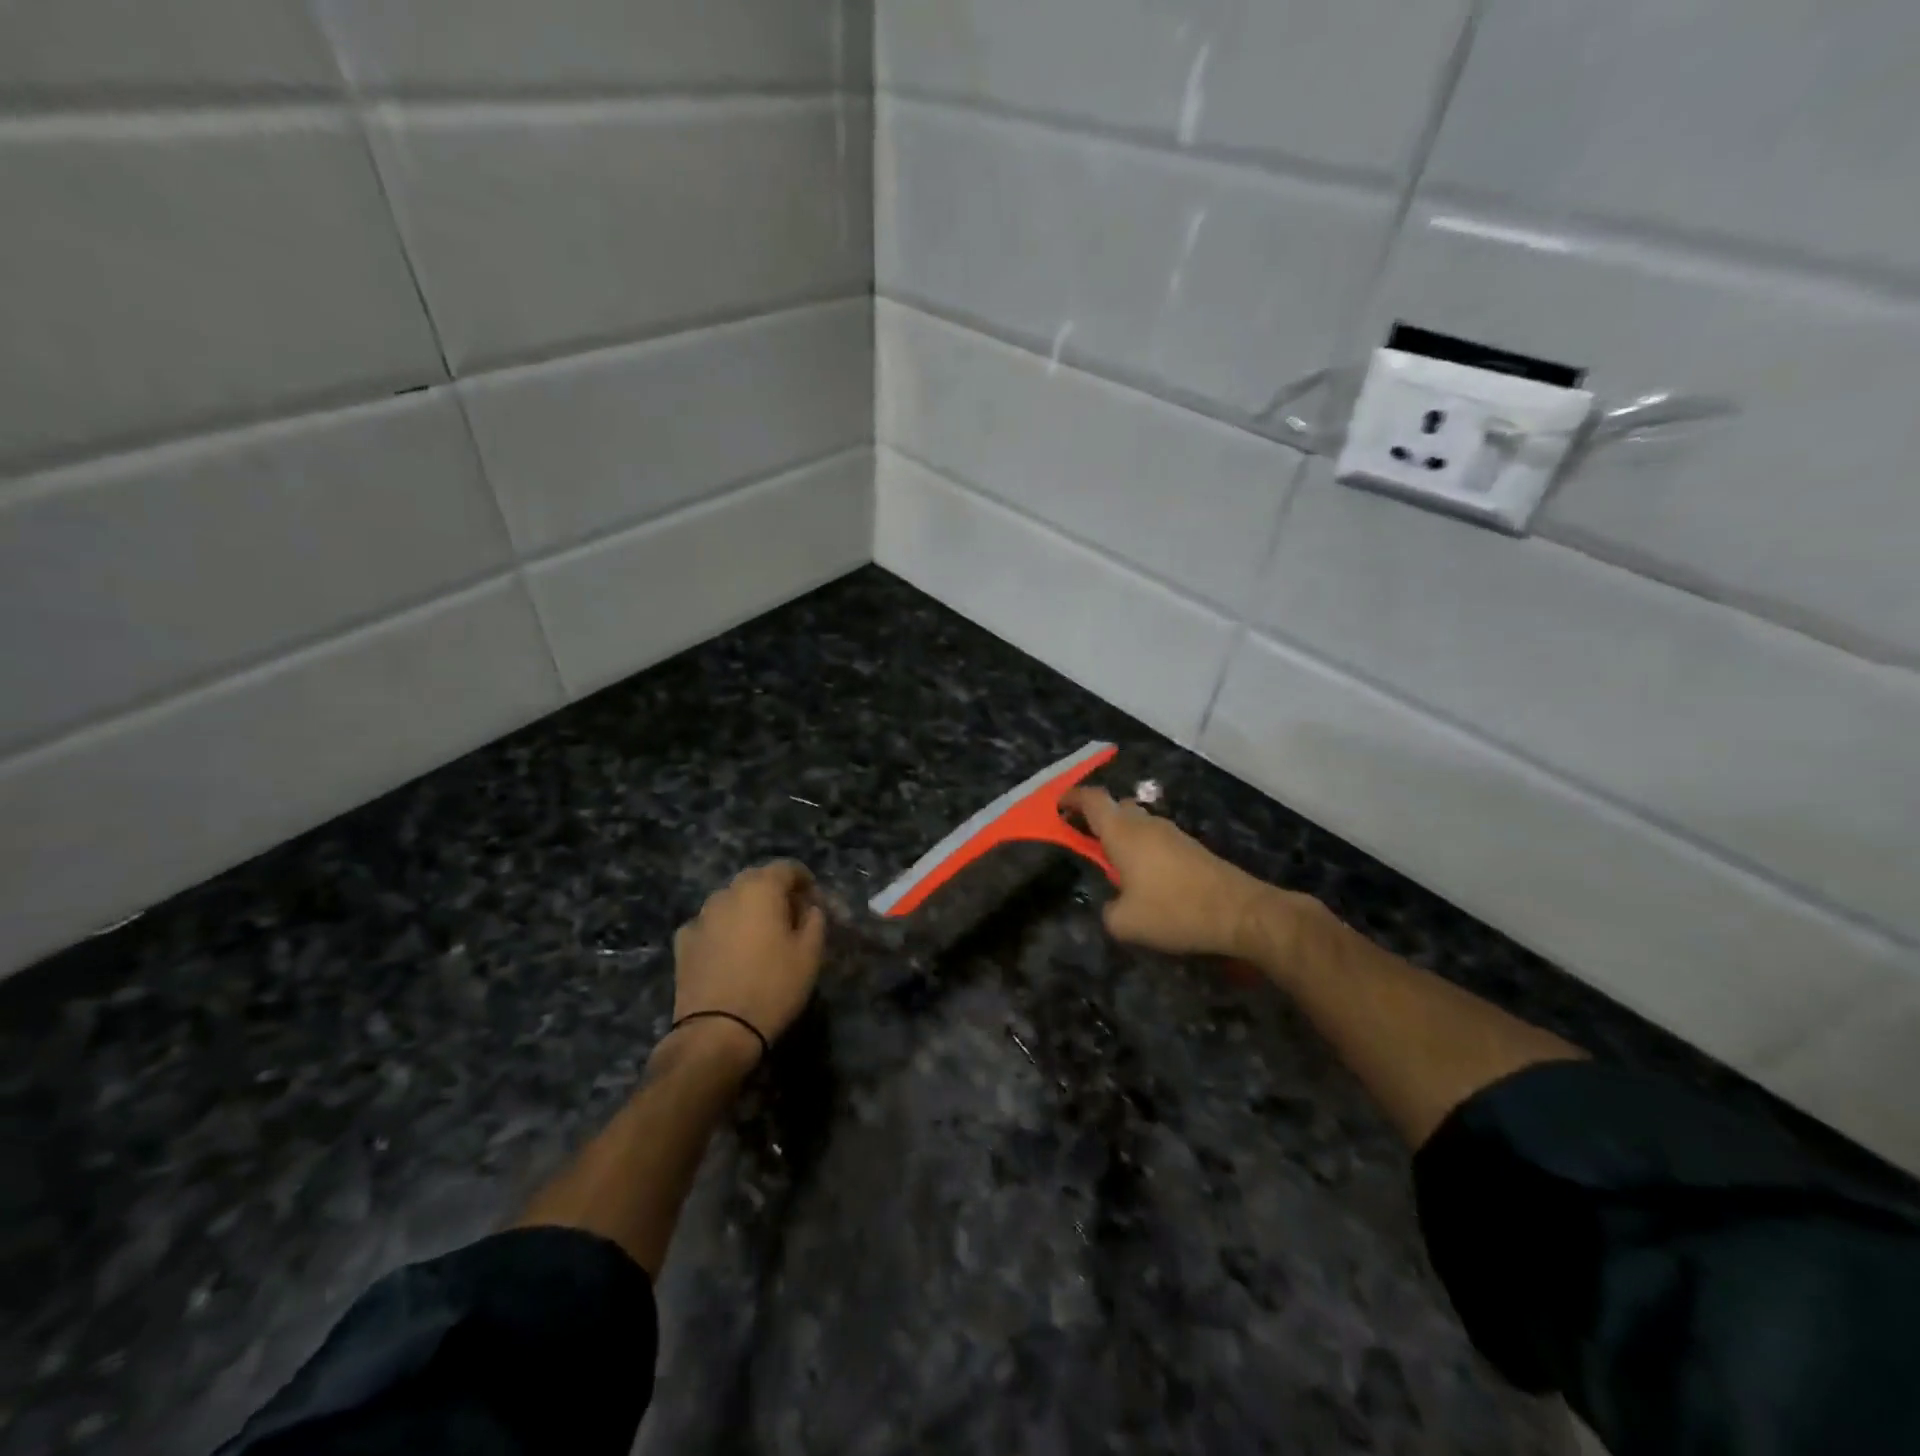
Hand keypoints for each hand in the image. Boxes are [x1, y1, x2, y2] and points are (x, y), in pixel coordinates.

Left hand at [671, 860, 825, 1056]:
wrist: (717, 1031)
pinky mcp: (683, 942)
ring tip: (760, 935)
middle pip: (755, 880)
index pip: (786, 867)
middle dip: (775, 891)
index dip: (804, 879)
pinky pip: (710, 924)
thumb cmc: (773, 987)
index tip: (814, 899)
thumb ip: (814, 920)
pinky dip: (723, 929)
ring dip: (747, 909)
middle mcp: (727, 894)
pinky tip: (730, 951)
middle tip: (790, 916)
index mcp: (760, 889)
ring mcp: (700, 917)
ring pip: (730, 900)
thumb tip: (808, 907)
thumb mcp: (810, 954)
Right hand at [1064, 787, 1307, 961]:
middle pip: (1116, 807)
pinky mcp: (1191, 848)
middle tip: (1084, 840)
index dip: (1072, 798)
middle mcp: (1146, 824)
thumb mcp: (1125, 923)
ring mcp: (1172, 833)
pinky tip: (1145, 878)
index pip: (1092, 800)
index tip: (1058, 806)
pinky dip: (1143, 849)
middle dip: (1097, 819)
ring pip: (1138, 823)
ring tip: (1114, 865)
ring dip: (1123, 835)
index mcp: (1123, 832)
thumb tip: (1113, 905)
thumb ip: (1108, 911)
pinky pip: (1156, 839)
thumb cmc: (1174, 910)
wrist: (1240, 912)